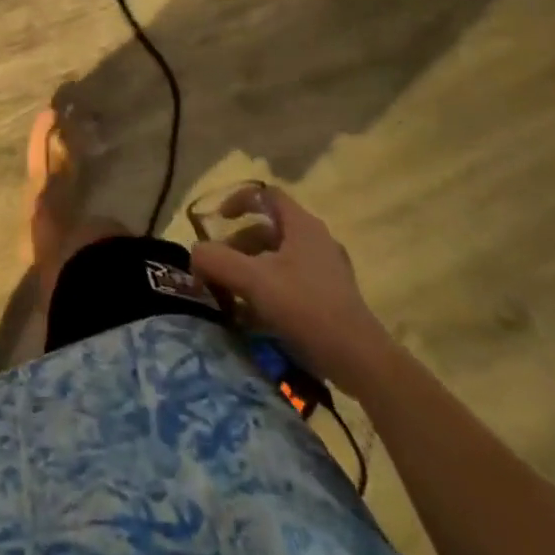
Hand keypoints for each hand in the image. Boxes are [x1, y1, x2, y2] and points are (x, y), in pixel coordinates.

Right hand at [190, 183, 392, 393]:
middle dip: (238, 244)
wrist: (359, 360)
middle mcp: (316, 241)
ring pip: (278, 257)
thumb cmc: (305, 307)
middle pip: (268, 229)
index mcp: (302, 226)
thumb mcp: (252, 280)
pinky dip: (268, 289)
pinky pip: (290, 281)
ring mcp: (327, 270)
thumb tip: (195, 254)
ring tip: (230, 293)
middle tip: (218, 266)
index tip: (219, 220)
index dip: (239, 200)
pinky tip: (254, 315)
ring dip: (250, 269)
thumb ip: (216, 260)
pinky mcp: (331, 298)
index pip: (266, 194)